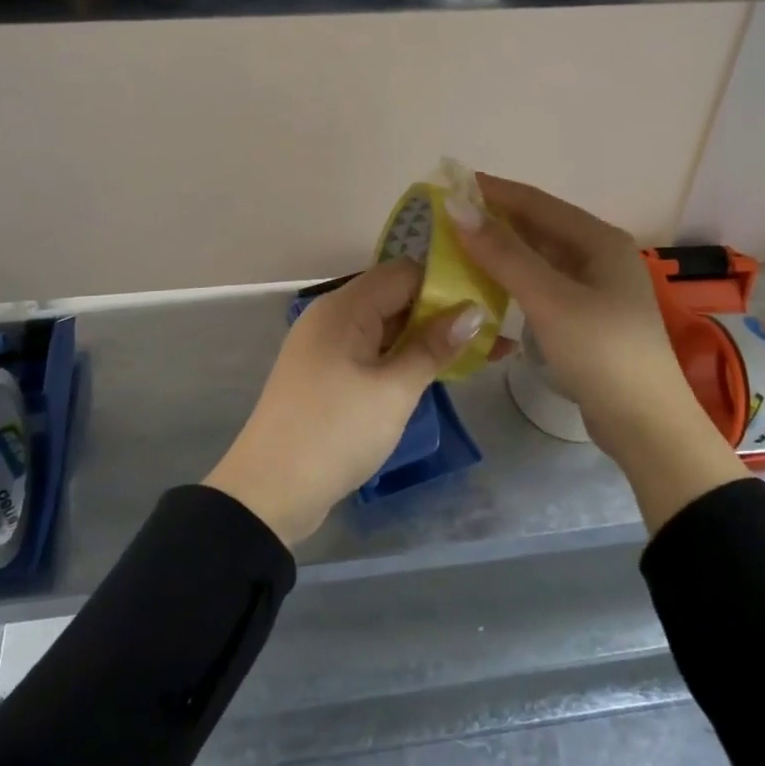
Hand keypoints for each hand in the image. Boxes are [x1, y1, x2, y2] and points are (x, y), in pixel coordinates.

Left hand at [204, 259, 493, 546]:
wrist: (269, 492)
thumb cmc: (336, 432)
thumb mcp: (393, 390)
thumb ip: (433, 347)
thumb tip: (473, 311)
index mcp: (345, 307)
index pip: (405, 273)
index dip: (447, 284)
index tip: (488, 301)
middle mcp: (333, 316)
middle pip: (396, 298)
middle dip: (443, 314)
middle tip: (494, 331)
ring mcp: (328, 347)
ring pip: (387, 328)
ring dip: (427, 339)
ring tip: (481, 353)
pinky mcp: (327, 375)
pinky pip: (373, 352)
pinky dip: (404, 358)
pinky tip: (439, 371)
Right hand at [446, 174, 748, 531]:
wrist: (646, 425)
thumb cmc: (600, 353)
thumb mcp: (549, 299)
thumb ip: (503, 253)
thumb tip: (456, 206)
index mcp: (599, 240)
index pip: (536, 201)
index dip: (491, 191)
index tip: (447, 184)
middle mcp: (599, 255)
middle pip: (538, 226)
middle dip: (493, 219)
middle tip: (444, 218)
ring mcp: (595, 287)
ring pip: (539, 256)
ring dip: (501, 250)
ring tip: (456, 247)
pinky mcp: (586, 316)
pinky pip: (542, 283)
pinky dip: (513, 278)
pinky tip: (487, 284)